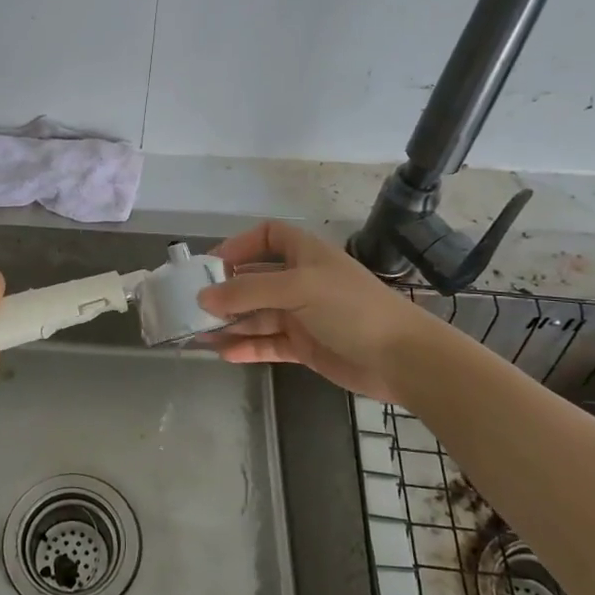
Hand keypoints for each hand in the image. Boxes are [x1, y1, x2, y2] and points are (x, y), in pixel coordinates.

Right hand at [198, 220, 433, 400]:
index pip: (267, 236)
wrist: (402, 359)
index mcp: (304, 254)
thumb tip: (203, 297)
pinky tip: (223, 354)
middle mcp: (301, 281)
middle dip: (225, 292)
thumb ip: (248, 290)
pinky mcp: (305, 346)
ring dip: (230, 323)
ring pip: (257, 314)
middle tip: (192, 306)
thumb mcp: (298, 288)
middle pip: (254, 279)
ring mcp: (303, 315)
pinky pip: (268, 343)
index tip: (211, 265)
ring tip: (198, 334)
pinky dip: (247, 347)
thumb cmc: (351, 309)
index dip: (239, 245)